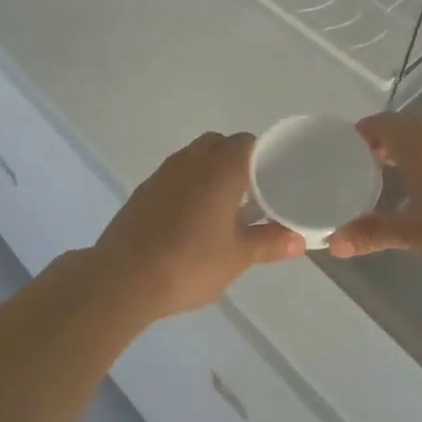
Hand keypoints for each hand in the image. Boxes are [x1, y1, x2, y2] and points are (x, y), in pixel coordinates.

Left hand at [91, 132, 302, 318]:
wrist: (123, 278)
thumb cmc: (190, 262)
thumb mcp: (238, 257)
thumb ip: (269, 242)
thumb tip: (299, 239)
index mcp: (221, 168)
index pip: (248, 143)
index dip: (264, 156)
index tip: (275, 178)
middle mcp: (192, 160)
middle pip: (220, 144)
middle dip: (236, 160)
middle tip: (251, 192)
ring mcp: (163, 173)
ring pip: (194, 157)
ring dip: (209, 172)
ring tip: (222, 207)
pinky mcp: (143, 190)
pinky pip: (174, 175)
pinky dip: (187, 186)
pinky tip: (191, 219)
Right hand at [328, 114, 421, 285]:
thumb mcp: (412, 235)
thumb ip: (372, 233)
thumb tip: (333, 243)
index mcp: (420, 144)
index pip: (384, 124)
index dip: (365, 132)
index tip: (351, 147)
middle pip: (410, 126)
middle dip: (389, 139)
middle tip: (371, 162)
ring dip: (415, 148)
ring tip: (402, 175)